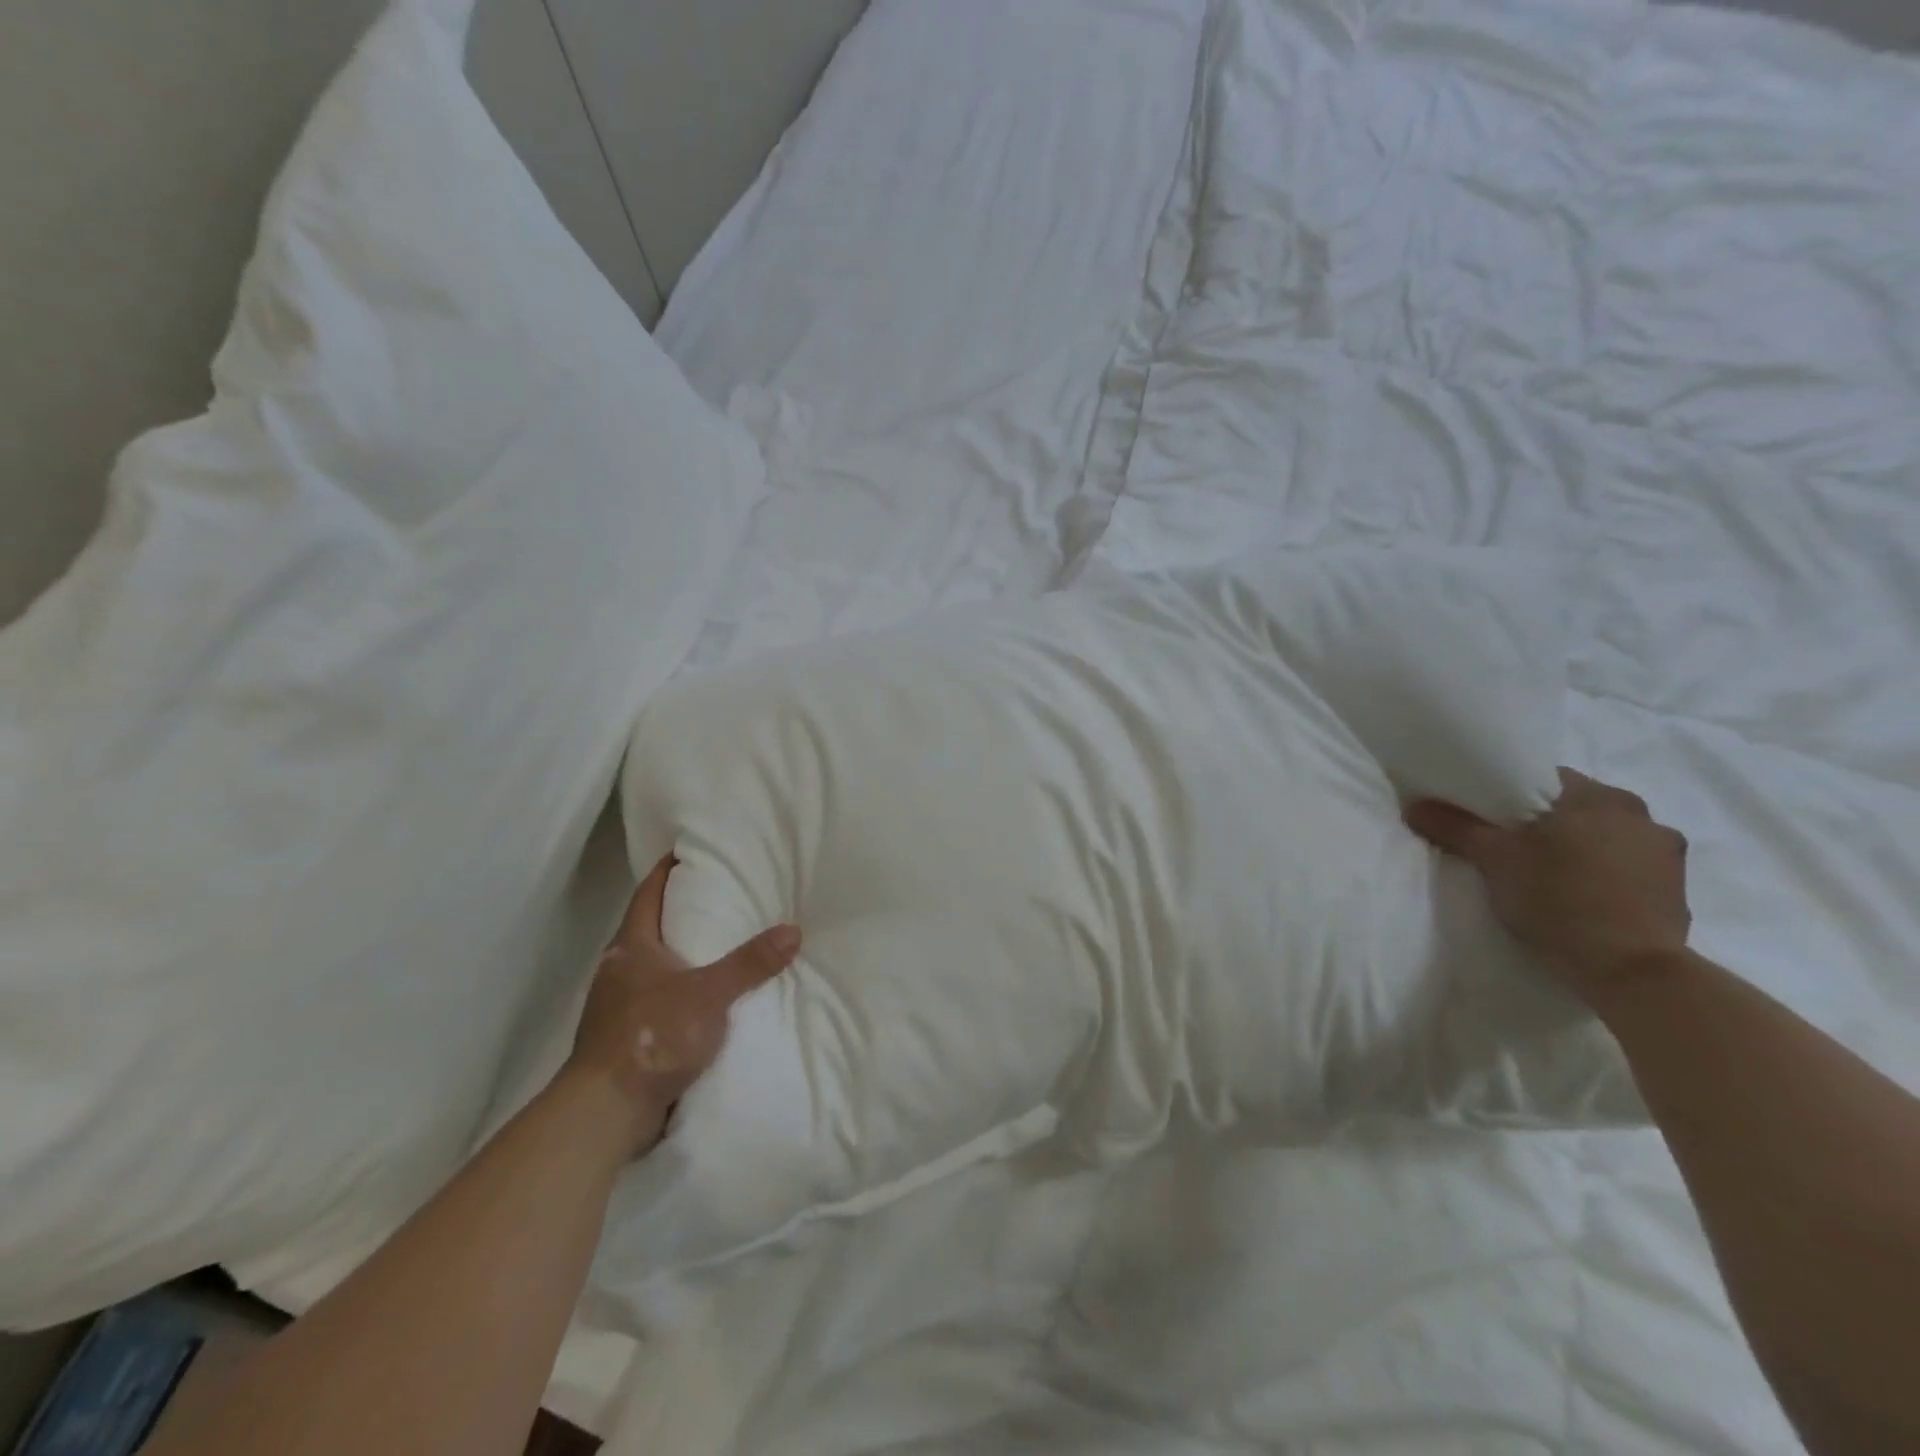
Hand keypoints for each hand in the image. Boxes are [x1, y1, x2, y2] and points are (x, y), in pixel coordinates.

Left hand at [565, 855, 800, 1156]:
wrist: (605, 1110)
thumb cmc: (652, 1035)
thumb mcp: (710, 994)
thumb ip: (750, 963)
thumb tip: (793, 930)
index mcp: (631, 946)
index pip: (647, 894)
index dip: (666, 871)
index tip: (688, 852)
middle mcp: (619, 969)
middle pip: (648, 928)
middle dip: (679, 912)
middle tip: (719, 898)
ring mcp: (616, 1005)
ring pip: (652, 967)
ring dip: (680, 956)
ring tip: (719, 947)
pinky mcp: (624, 1037)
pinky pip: (655, 1000)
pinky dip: (678, 992)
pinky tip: (703, 1000)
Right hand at [1404, 768, 1691, 1008]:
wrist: (1631, 970)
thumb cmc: (1558, 899)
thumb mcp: (1493, 860)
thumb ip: (1455, 827)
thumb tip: (1416, 805)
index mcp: (1598, 797)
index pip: (1546, 778)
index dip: (1511, 792)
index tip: (1488, 813)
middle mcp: (1641, 815)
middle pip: (1578, 807)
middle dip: (1547, 821)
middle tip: (1511, 844)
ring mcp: (1667, 854)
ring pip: (1607, 837)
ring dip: (1581, 847)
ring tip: (1547, 872)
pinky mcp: (1677, 891)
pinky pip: (1630, 868)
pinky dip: (1606, 874)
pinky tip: (1581, 895)